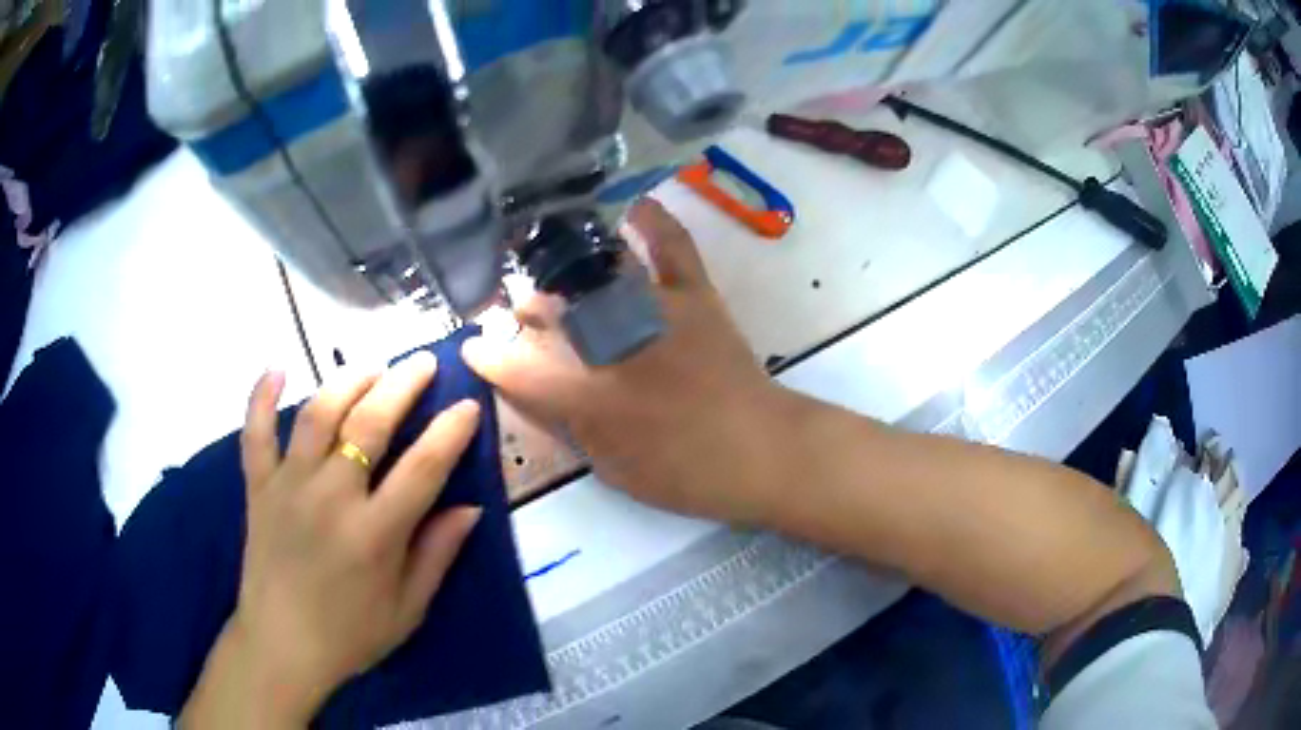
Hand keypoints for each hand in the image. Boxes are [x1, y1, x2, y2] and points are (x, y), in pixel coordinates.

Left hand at [181, 356, 482, 726]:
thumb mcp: (408, 609)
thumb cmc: (351, 635)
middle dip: (402, 384)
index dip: (450, 431)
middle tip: (423, 362)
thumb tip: (471, 507)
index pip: (423, 467)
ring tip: (370, 367)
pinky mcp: (258, 487)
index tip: (468, 404)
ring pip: (318, 414)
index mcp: (375, 534)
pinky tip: (276, 369)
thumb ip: (437, 554)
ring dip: (347, 381)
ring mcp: (288, 487)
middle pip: (369, 423)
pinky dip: (261, 396)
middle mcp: (331, 498)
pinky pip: (256, 432)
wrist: (282, 647)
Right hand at [463, 199, 787, 522]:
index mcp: (588, 395)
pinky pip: (671, 247)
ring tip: (548, 260)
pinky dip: (653, 222)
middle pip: (550, 309)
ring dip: (564, 267)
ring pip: (595, 273)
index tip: (472, 344)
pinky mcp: (693, 295)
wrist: (760, 451)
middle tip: (516, 309)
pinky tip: (633, 205)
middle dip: (524, 307)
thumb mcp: (609, 466)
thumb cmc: (682, 472)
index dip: (488, 356)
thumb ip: (566, 426)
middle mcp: (612, 341)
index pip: (518, 369)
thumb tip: (532, 393)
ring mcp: (654, 310)